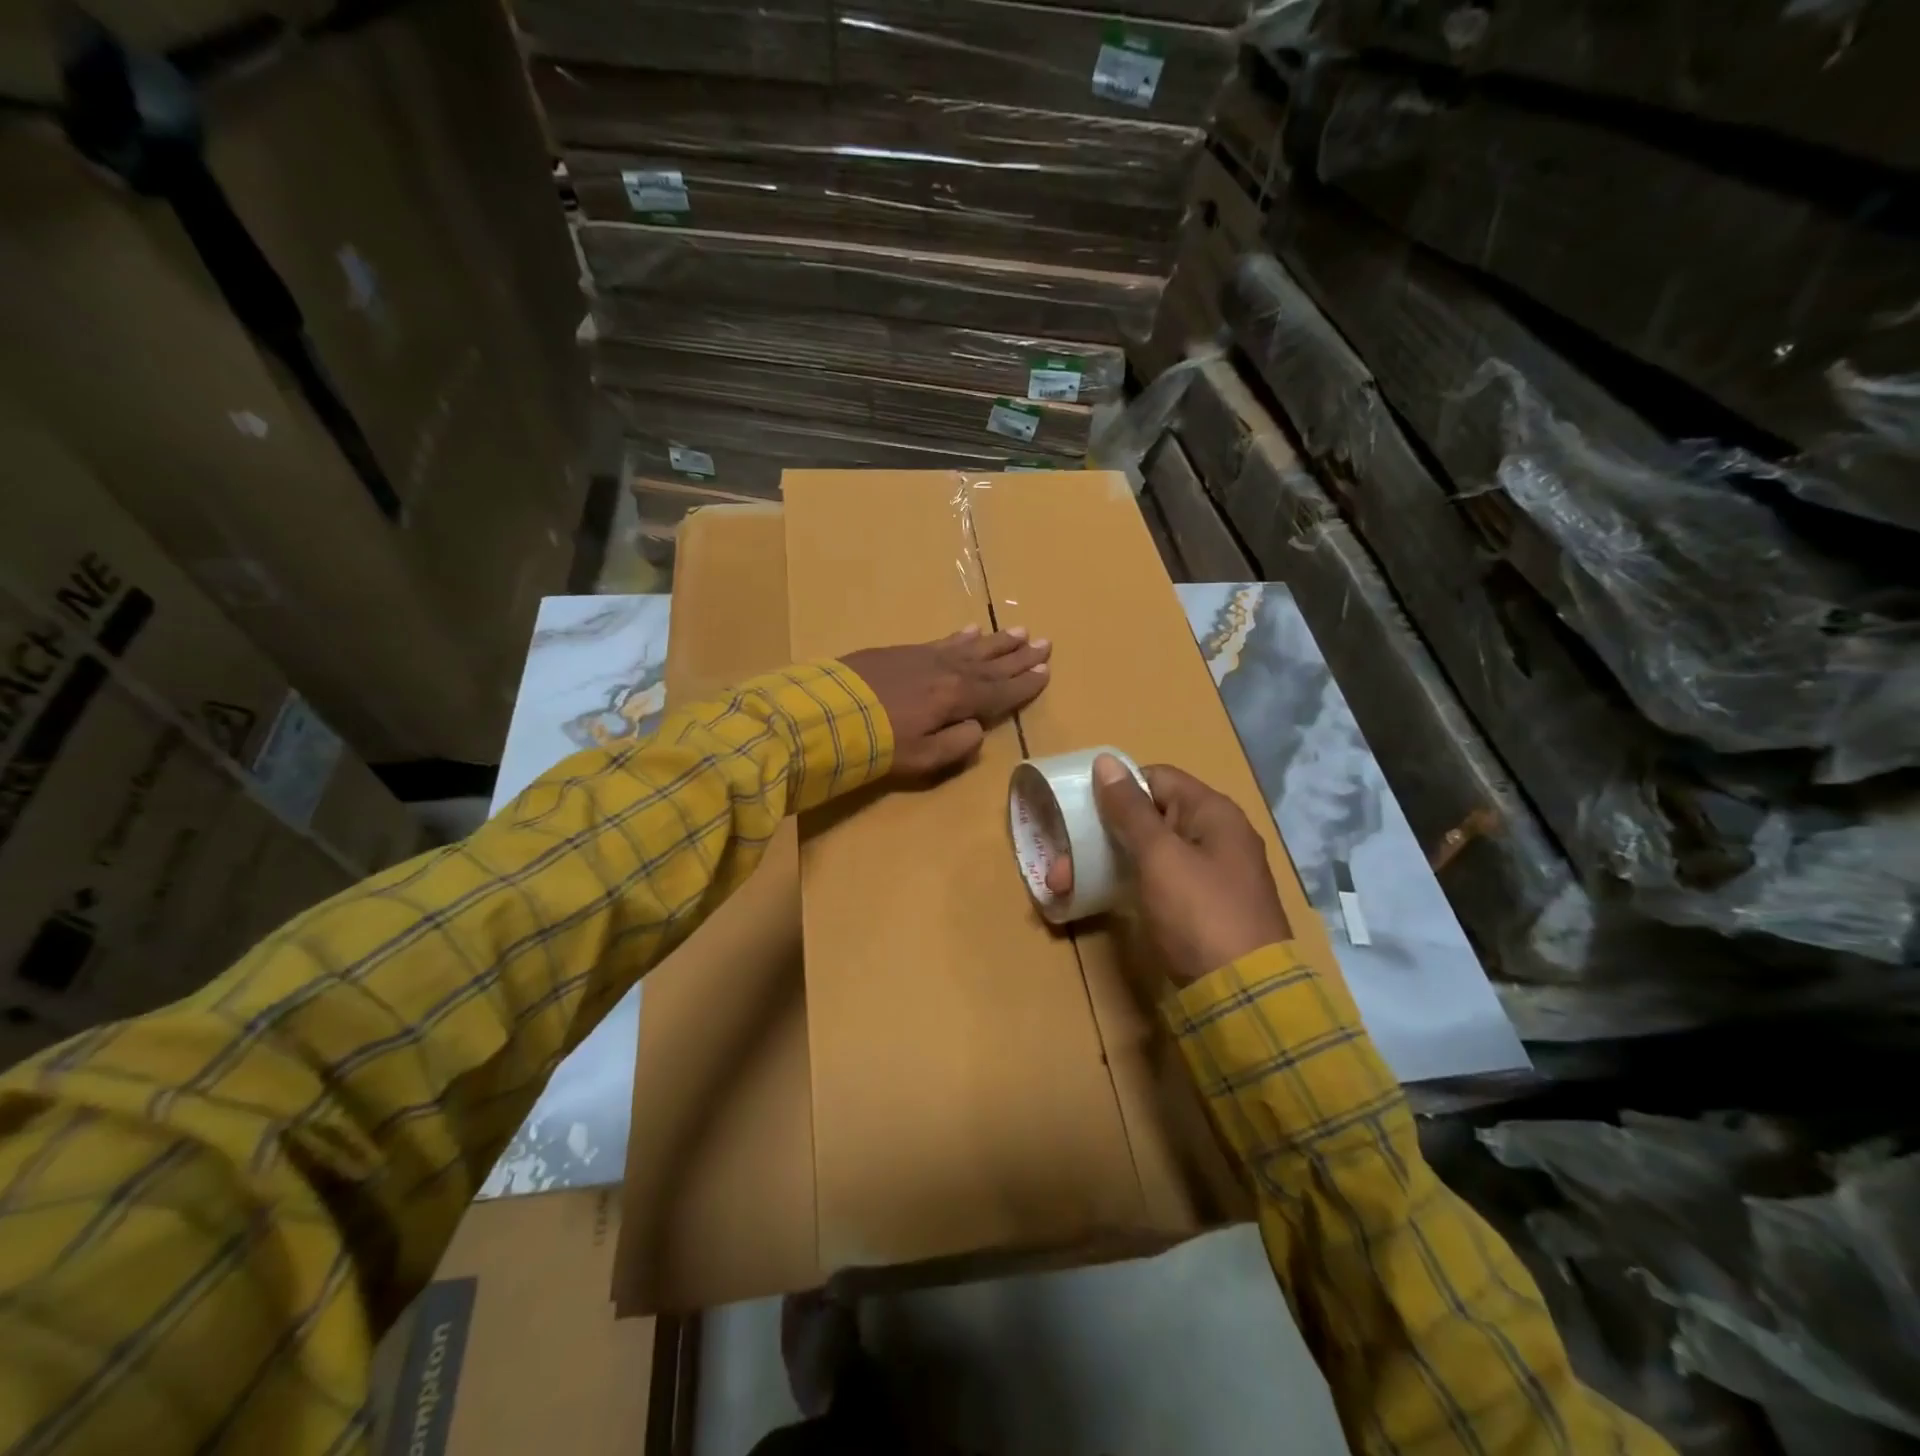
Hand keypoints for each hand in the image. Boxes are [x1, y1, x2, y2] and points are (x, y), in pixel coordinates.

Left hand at [841, 627, 1051, 776]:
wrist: (829, 712)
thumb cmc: (879, 744)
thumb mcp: (924, 758)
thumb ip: (958, 744)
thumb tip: (976, 727)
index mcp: (958, 698)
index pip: (1001, 692)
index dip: (1025, 684)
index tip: (1047, 672)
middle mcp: (950, 672)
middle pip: (992, 664)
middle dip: (1020, 656)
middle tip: (1045, 643)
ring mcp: (926, 657)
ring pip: (972, 647)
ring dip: (997, 641)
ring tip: (1020, 632)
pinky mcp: (904, 651)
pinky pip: (943, 640)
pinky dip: (961, 637)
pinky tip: (972, 631)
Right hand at [1047, 756, 1290, 985]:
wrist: (1244, 995)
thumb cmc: (1199, 912)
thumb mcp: (1160, 856)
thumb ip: (1130, 810)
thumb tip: (1105, 763)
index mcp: (1213, 813)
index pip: (1157, 779)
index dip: (1118, 787)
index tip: (1081, 806)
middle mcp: (1214, 837)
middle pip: (1150, 817)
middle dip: (1102, 833)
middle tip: (1061, 858)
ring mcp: (1207, 875)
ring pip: (1147, 853)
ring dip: (1105, 860)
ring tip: (1062, 882)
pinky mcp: (1198, 908)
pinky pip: (1154, 881)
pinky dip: (1124, 883)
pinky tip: (1091, 896)